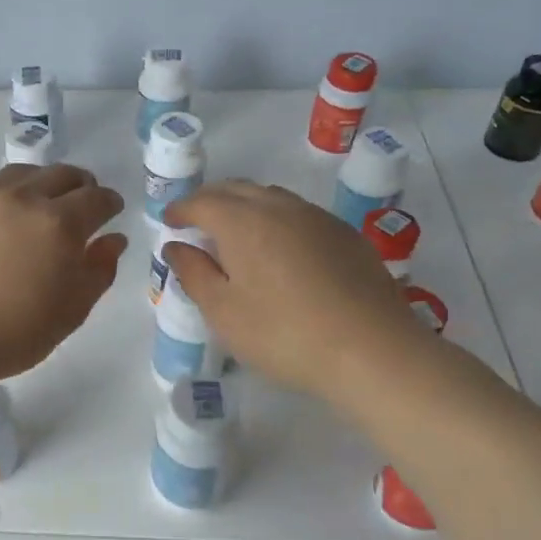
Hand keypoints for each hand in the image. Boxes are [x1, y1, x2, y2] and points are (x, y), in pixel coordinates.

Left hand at [0, 165, 126, 389]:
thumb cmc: (9, 336)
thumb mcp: (69, 313)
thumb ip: (98, 271)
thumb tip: (113, 239)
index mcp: (59, 224)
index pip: (97, 198)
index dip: (109, 203)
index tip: (110, 211)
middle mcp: (22, 197)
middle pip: (62, 175)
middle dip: (79, 187)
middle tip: (78, 206)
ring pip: (21, 173)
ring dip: (39, 185)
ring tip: (36, 207)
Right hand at [163, 182, 426, 405]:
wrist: (372, 350)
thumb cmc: (283, 334)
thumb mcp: (224, 312)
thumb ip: (194, 273)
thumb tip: (175, 246)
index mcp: (243, 222)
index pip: (202, 201)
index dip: (181, 208)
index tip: (168, 220)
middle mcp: (280, 207)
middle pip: (237, 189)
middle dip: (210, 199)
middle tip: (195, 219)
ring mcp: (318, 218)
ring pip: (271, 197)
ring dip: (245, 206)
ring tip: (234, 231)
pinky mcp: (346, 235)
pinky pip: (299, 214)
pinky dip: (276, 219)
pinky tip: (278, 247)